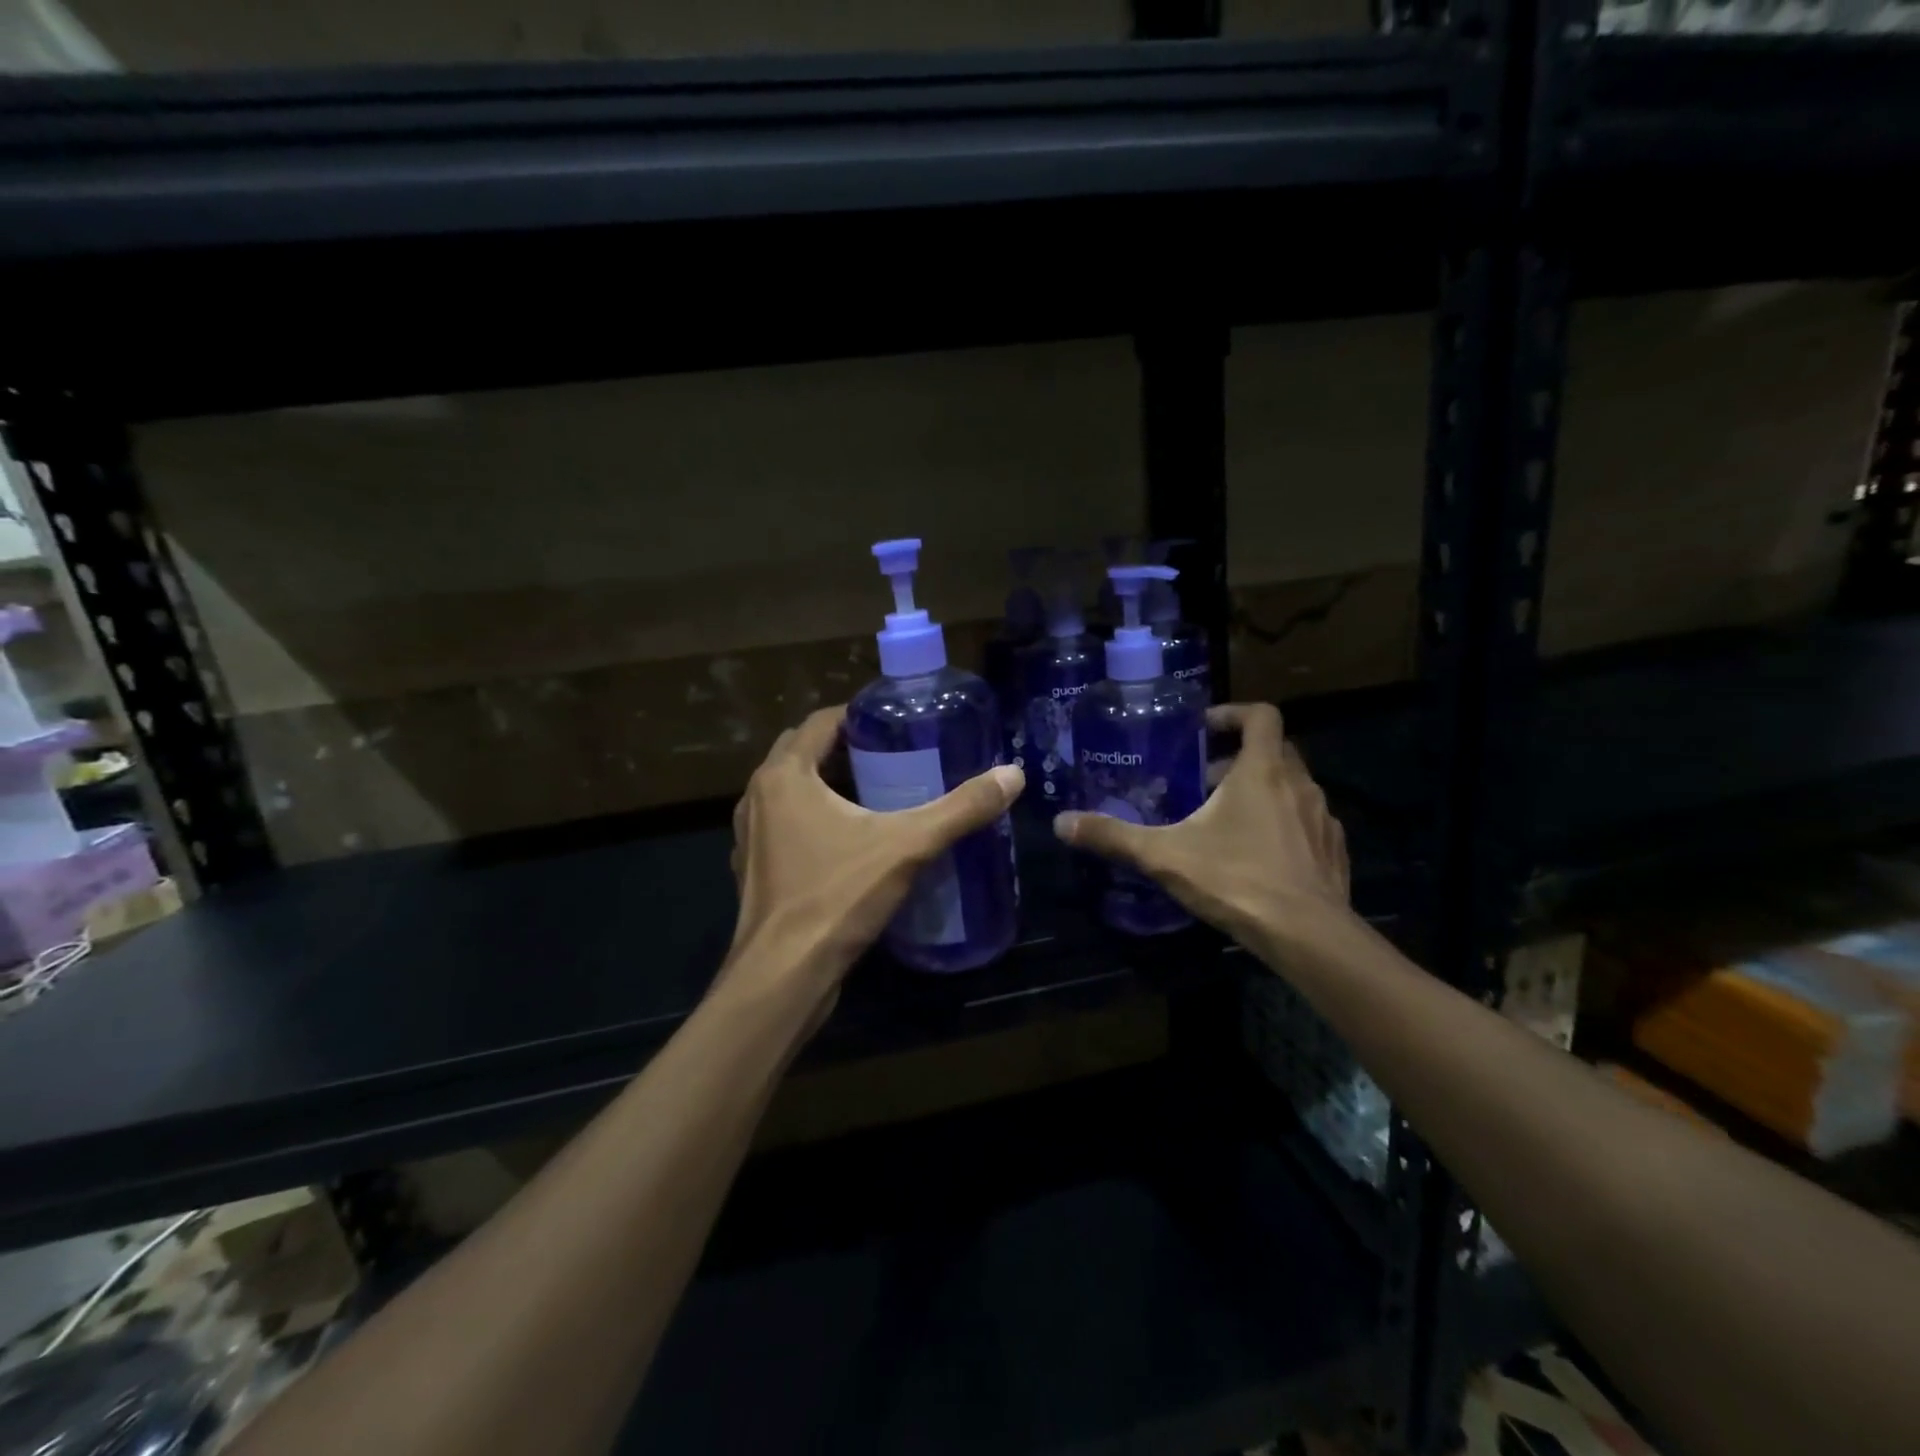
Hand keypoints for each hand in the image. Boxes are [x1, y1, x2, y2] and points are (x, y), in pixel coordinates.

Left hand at [721, 706, 1024, 1015]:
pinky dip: (815, 821)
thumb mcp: (907, 846)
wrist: (783, 977)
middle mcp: (758, 797)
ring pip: (793, 793)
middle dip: (845, 748)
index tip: (897, 722)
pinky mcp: (756, 870)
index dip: (859, 716)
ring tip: (879, 794)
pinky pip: (787, 827)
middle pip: (804, 753)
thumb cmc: (836, 897)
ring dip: (828, 785)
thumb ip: (960, 809)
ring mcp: (751, 836)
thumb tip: (1013, 775)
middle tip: (894, 755)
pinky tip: (851, 843)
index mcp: (784, 775)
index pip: (821, 722)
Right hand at [1052, 702, 1349, 946]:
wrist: (1309, 936)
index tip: (1204, 729)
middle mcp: (1300, 784)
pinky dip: (1284, 825)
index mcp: (1263, 771)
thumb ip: (1113, 837)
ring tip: (1226, 821)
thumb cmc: (1237, 879)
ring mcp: (1323, 819)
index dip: (1233, 713)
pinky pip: (1307, 823)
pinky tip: (1259, 856)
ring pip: (1292, 788)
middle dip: (1238, 759)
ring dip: (1262, 792)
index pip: (1261, 715)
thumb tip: (1061, 823)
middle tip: (1202, 781)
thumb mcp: (1164, 856)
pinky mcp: (1334, 852)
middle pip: (1274, 750)